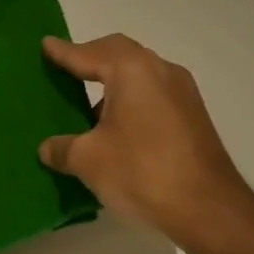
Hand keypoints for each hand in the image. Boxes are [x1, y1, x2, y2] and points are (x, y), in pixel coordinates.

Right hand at [38, 34, 253, 241]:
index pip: (89, 54)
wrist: (207, 208)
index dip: (64, 52)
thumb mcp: (88, 160)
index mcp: (132, 70)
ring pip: (139, 74)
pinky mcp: (192, 116)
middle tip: (65, 68)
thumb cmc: (141, 171)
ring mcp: (182, 93)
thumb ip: (62, 148)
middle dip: (91, 58)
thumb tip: (47, 148)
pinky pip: (153, 94)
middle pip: (119, 54)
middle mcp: (160, 71)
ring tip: (86, 103)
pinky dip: (130, 99)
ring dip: (112, 82)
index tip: (45, 45)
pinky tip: (115, 127)